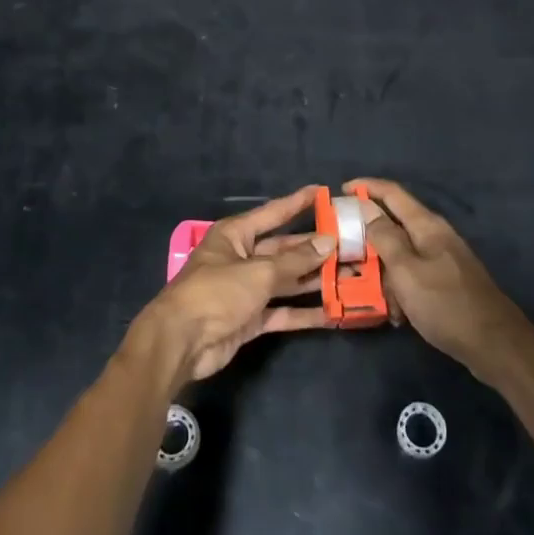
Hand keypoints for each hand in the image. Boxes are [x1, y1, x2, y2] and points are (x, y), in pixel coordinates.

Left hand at [136, 186, 331, 381]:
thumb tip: (327, 242)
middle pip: (284, 249)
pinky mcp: (251, 319)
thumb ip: (295, 260)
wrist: (182, 341)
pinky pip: (283, 311)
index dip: (298, 203)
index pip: (273, 213)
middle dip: (315, 249)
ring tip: (351, 276)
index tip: (324, 193)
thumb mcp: (258, 272)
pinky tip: (333, 312)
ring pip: (287, 281)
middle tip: (350, 246)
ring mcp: (247, 290)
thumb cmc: (216, 292)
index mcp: (236, 235)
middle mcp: (242, 258)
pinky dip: (305, 312)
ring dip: (315, 280)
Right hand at [347, 179, 526, 379]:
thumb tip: (366, 207)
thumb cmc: (446, 304)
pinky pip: (413, 275)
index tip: (339, 191)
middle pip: (394, 223)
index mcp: (427, 225)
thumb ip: (385, 237)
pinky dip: (399, 288)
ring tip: (365, 289)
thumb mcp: (406, 270)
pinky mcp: (446, 282)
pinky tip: (395, 313)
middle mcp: (435, 235)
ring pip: (401, 254)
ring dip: (382, 269)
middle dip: (368, 235)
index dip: (365, 187)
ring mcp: (443, 259)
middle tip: (343, 248)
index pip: (392, 193)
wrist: (495, 346)